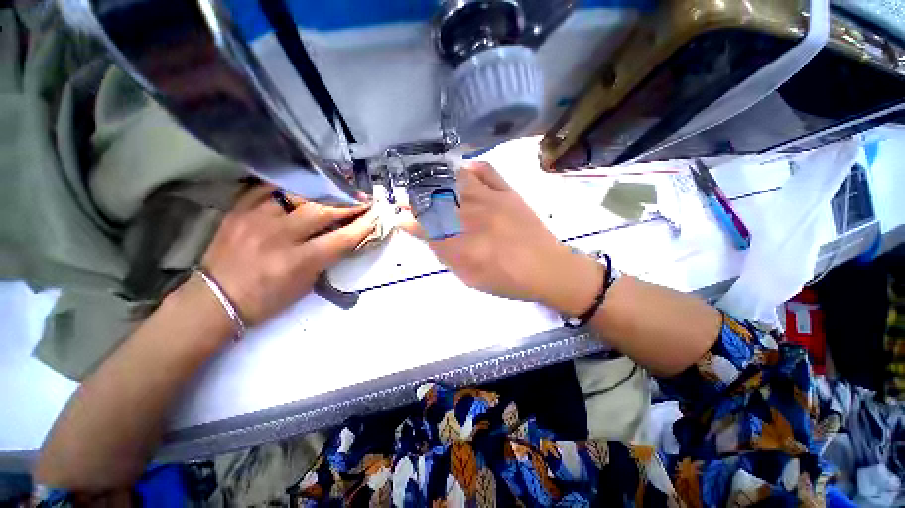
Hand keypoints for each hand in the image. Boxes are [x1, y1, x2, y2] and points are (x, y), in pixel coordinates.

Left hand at [197, 185, 376, 326]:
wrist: (216, 298)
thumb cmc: (267, 299)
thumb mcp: (305, 284)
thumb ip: (326, 258)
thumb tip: (344, 237)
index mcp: (298, 261)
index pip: (342, 238)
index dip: (364, 226)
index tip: (376, 216)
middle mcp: (279, 236)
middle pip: (323, 211)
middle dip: (349, 204)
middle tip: (364, 200)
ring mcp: (256, 219)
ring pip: (298, 194)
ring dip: (324, 192)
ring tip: (339, 189)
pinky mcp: (239, 211)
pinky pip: (268, 188)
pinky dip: (290, 186)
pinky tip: (304, 185)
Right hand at [402, 162, 602, 314]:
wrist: (548, 269)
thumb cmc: (508, 280)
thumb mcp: (471, 278)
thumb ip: (448, 256)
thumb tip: (430, 237)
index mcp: (463, 244)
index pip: (426, 227)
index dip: (408, 221)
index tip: (398, 218)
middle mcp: (473, 218)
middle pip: (436, 201)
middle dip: (415, 199)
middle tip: (405, 198)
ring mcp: (492, 200)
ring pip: (456, 180)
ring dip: (437, 180)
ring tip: (427, 182)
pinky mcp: (509, 192)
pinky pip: (487, 170)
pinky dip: (471, 168)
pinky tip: (463, 173)